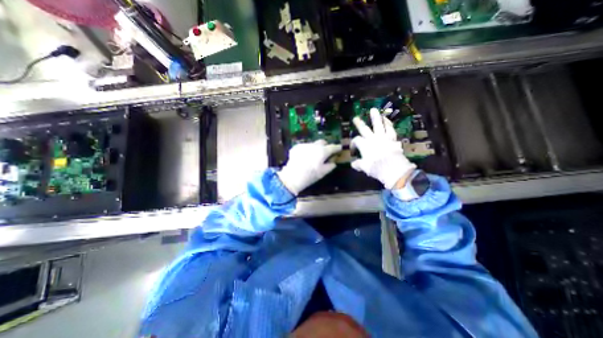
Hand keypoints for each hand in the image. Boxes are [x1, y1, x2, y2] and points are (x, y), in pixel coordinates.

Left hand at [277, 139, 341, 195]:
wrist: (292, 176)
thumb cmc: (310, 175)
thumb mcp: (323, 173)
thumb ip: (330, 165)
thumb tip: (333, 162)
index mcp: (323, 151)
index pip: (333, 147)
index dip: (337, 148)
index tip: (339, 149)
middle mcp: (314, 145)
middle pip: (322, 142)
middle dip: (325, 146)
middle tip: (325, 153)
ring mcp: (305, 145)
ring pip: (313, 144)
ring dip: (315, 148)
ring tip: (312, 157)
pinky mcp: (297, 147)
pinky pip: (304, 147)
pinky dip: (306, 150)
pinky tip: (304, 158)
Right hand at [352, 107, 417, 188]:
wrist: (393, 169)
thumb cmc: (376, 168)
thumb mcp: (364, 167)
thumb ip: (358, 164)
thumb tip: (353, 164)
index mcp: (364, 145)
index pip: (356, 140)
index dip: (353, 143)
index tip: (353, 149)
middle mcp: (372, 139)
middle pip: (364, 129)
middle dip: (359, 123)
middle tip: (355, 118)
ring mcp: (383, 137)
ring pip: (379, 125)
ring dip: (376, 117)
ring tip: (374, 109)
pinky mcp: (392, 138)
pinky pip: (390, 129)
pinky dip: (388, 123)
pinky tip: (386, 119)